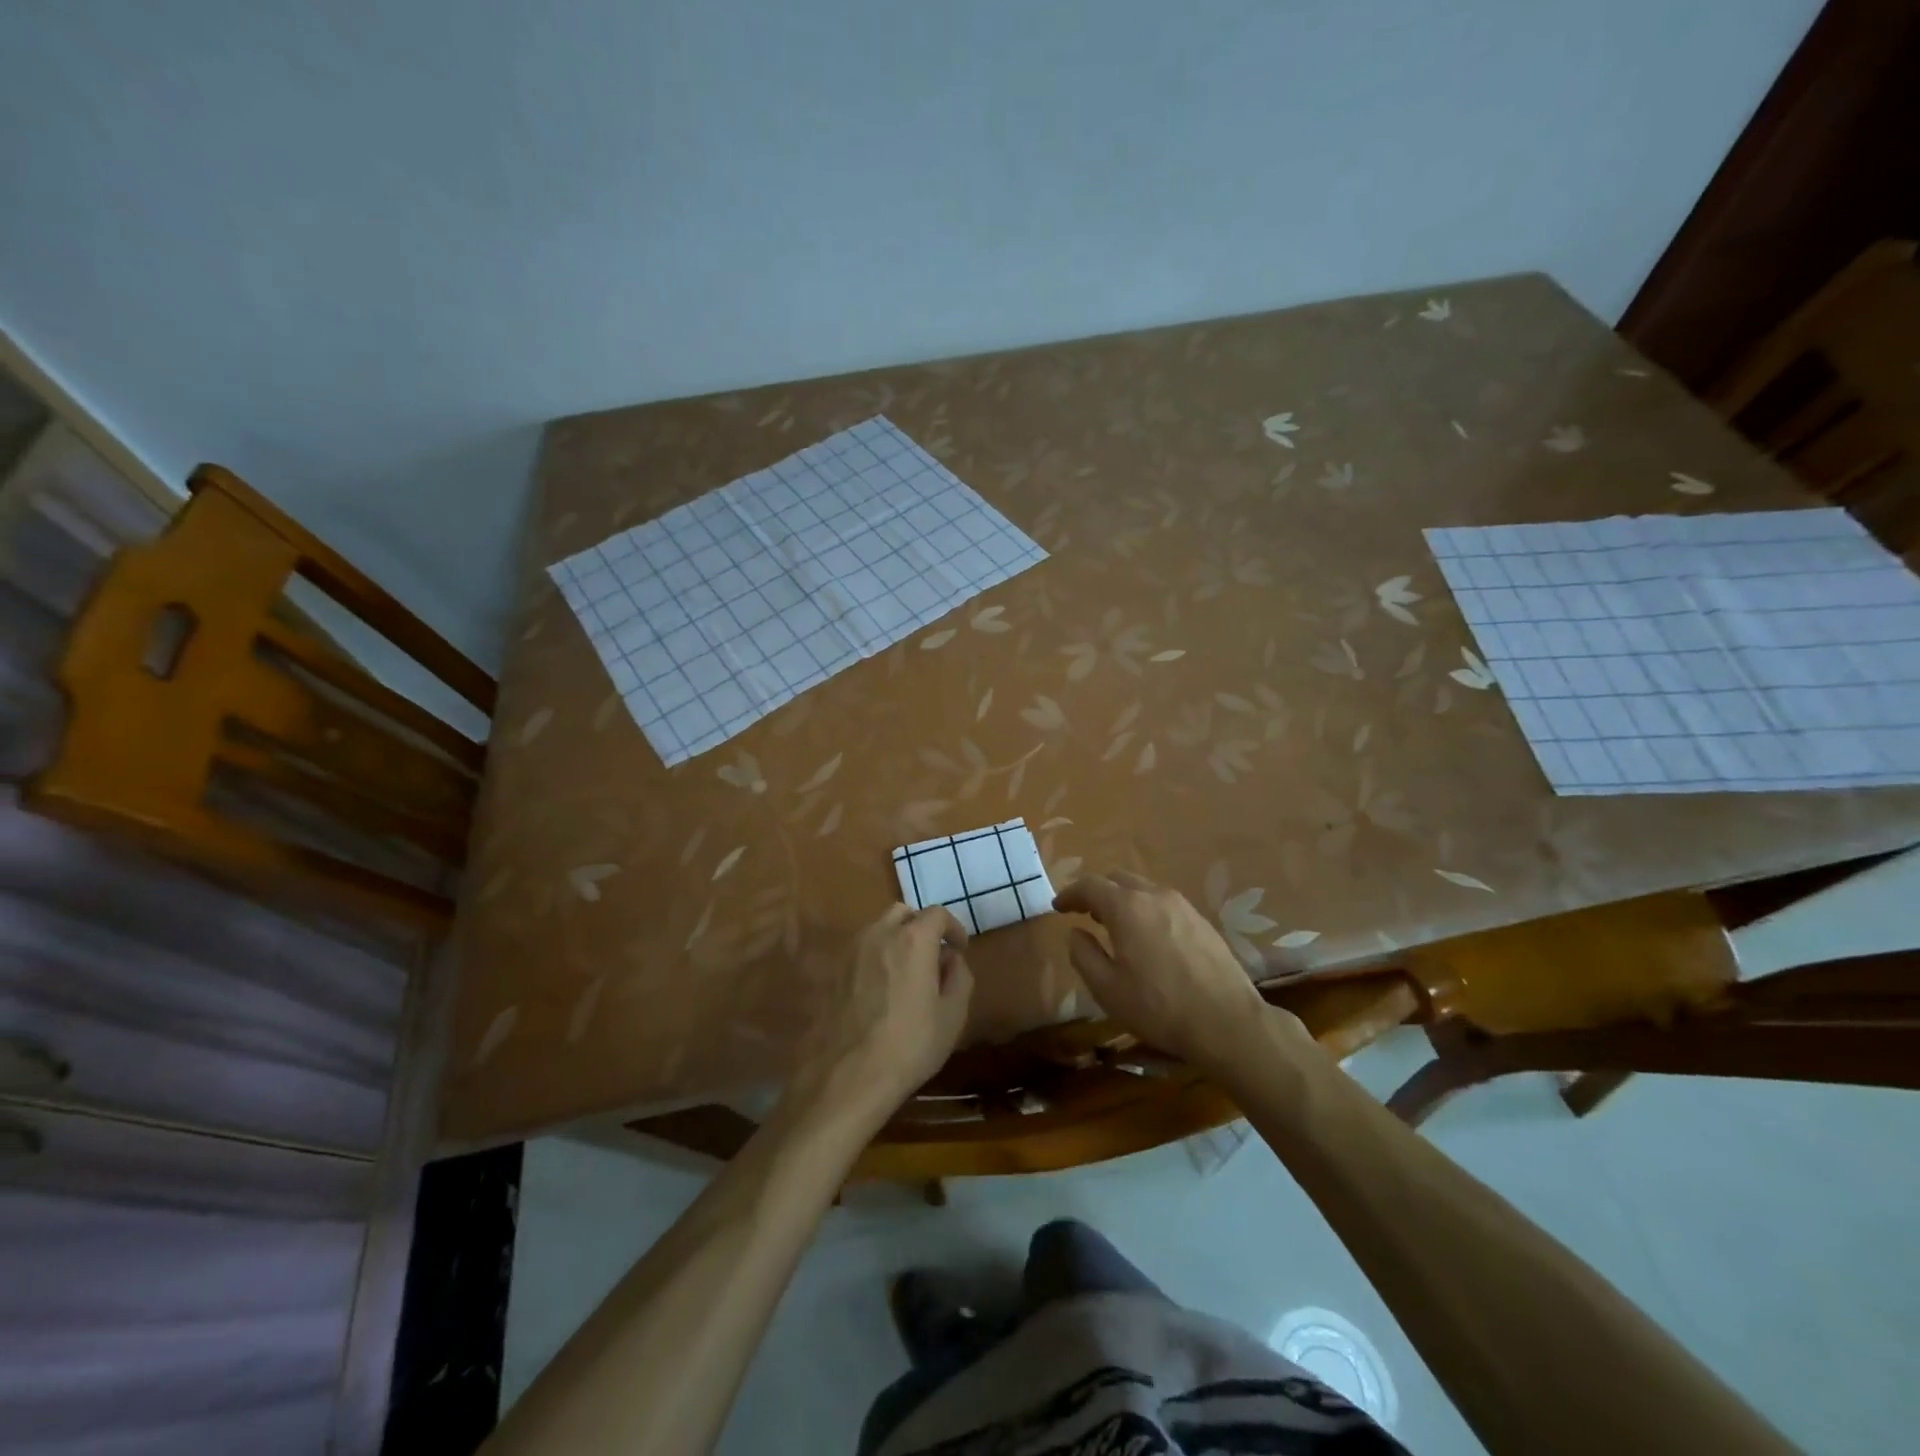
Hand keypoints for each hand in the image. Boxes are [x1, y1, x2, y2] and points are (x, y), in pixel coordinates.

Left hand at [797, 904, 973, 1121]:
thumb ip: (959, 977)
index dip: (953, 927)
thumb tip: (951, 958)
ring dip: (896, 941)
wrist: (845, 1078)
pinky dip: (875, 960)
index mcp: (913, 939)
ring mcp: (850, 951)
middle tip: (932, 956)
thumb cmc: (909, 1046)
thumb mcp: (952, 1016)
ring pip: (878, 930)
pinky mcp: (831, 972)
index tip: (959, 948)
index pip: (937, 914)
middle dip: (921, 927)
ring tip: (906, 975)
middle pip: (903, 914)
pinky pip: (859, 953)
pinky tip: (879, 992)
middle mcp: (878, 934)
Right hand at [1054, 870, 1296, 1071]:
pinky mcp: (1200, 920)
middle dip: (1097, 892)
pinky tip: (1146, 937)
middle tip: (1085, 914)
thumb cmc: (1159, 1008)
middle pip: (1117, 879)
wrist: (1227, 1022)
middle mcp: (1154, 895)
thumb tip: (1076, 933)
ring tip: (1115, 926)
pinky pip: (1163, 902)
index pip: (1090, 885)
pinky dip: (1145, 909)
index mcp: (1127, 907)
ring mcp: (1182, 905)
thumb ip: (1083, 955)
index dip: (1070, 894)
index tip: (1058, 908)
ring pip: (1143, 888)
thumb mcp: (1107, 989)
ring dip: (1122, 899)